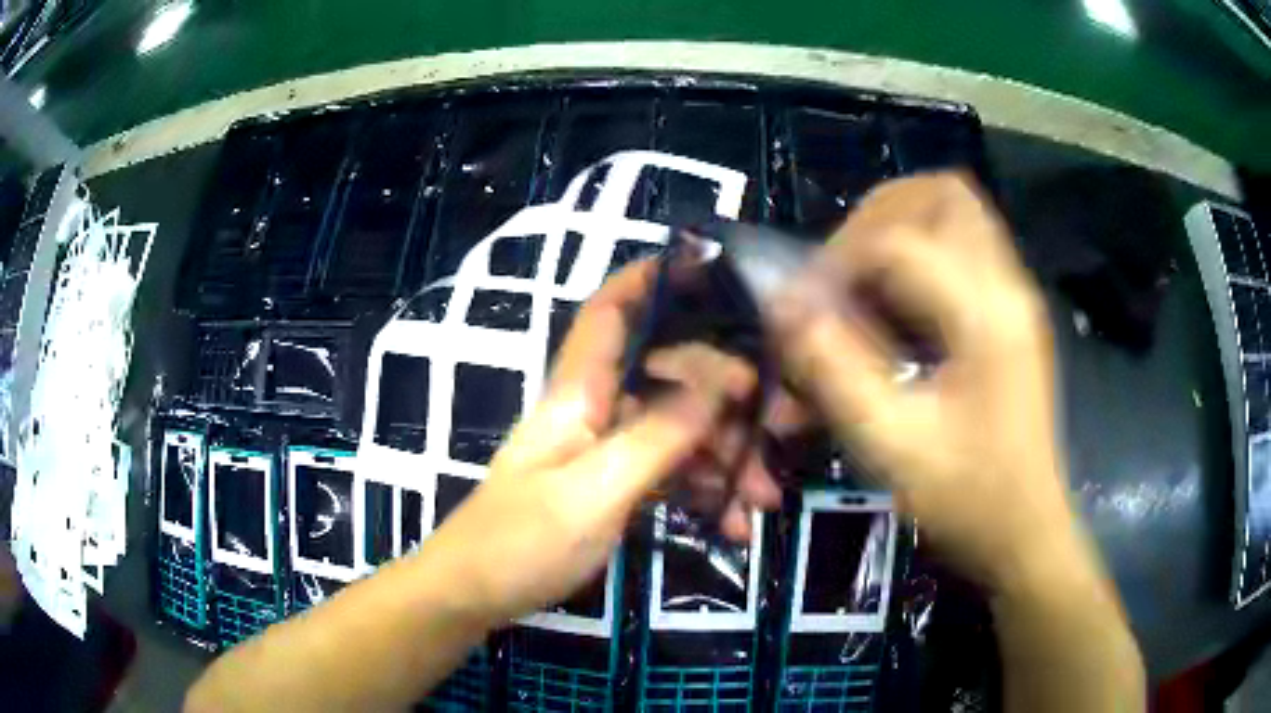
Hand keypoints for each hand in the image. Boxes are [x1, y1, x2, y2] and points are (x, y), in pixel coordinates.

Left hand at [425, 262, 771, 623]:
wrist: (475, 593)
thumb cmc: (521, 541)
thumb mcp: (594, 491)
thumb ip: (656, 436)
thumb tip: (719, 384)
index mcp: (578, 393)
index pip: (608, 313)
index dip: (650, 280)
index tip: (707, 267)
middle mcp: (595, 410)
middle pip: (669, 379)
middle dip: (727, 401)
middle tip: (781, 432)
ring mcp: (605, 451)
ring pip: (678, 432)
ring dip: (725, 461)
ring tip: (762, 503)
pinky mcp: (613, 487)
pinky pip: (670, 475)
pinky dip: (703, 494)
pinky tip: (731, 527)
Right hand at [768, 173, 1075, 590]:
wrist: (1026, 533)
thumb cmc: (969, 500)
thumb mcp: (894, 446)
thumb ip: (836, 371)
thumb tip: (783, 307)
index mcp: (987, 315)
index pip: (900, 240)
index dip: (837, 261)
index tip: (801, 306)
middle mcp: (1006, 286)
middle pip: (945, 193)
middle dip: (879, 213)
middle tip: (841, 263)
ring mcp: (1012, 296)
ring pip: (955, 212)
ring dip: (898, 228)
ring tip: (860, 278)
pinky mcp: (1008, 314)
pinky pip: (959, 249)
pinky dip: (916, 256)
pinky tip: (890, 306)